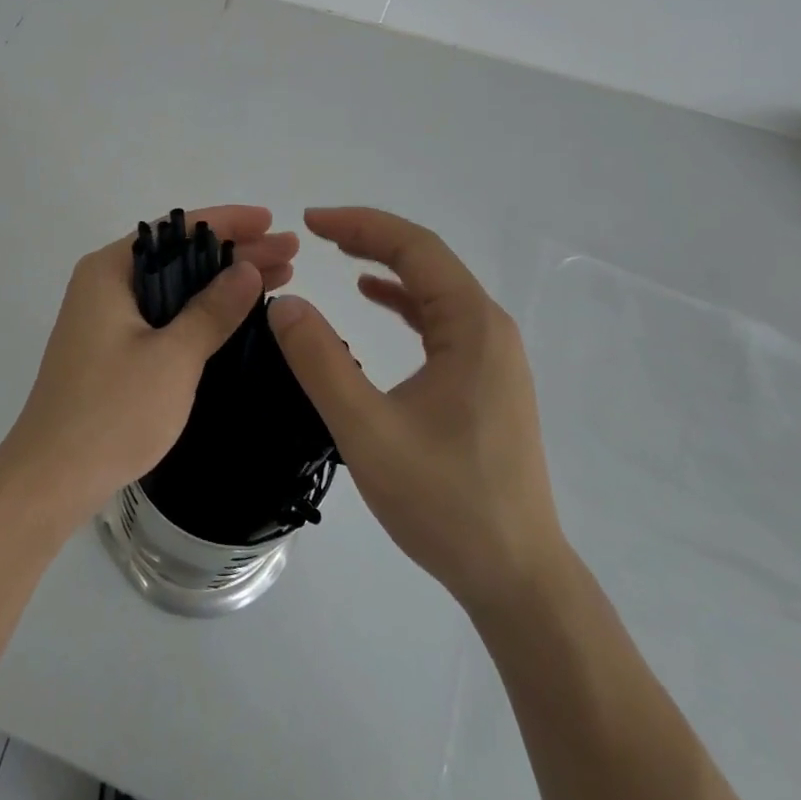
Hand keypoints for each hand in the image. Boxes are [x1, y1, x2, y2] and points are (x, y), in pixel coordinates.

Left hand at [0, 205, 299, 531]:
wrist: (51, 478)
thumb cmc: (112, 411)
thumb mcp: (173, 357)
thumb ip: (212, 310)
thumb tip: (248, 269)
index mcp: (109, 271)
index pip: (176, 230)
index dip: (228, 222)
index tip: (270, 220)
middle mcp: (104, 284)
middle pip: (178, 255)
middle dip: (234, 253)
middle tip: (288, 254)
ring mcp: (105, 318)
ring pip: (174, 287)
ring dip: (221, 283)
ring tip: (279, 278)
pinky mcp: (111, 348)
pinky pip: (164, 314)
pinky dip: (201, 311)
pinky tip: (236, 315)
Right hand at [268, 207, 567, 617]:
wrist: (517, 578)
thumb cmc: (445, 502)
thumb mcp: (367, 430)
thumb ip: (320, 362)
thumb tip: (283, 303)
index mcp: (472, 327)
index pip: (415, 248)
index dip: (360, 225)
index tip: (310, 221)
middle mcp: (489, 329)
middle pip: (427, 260)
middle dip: (369, 238)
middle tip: (315, 232)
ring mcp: (492, 356)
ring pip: (433, 287)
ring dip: (385, 265)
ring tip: (337, 255)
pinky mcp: (485, 380)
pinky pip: (439, 318)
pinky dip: (402, 299)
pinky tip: (371, 301)